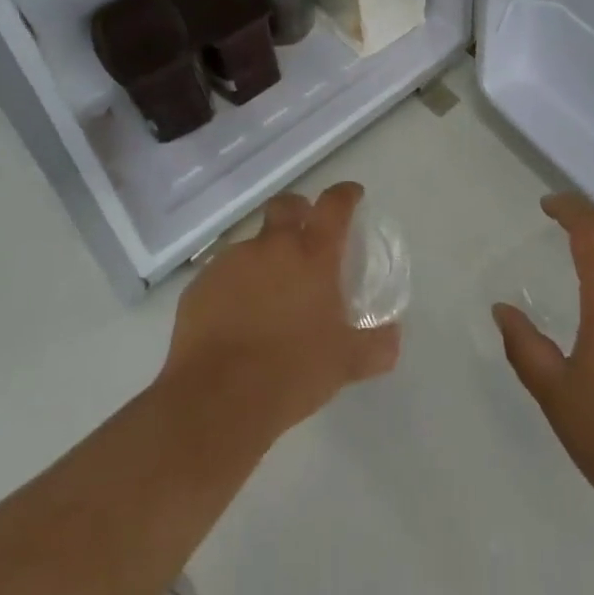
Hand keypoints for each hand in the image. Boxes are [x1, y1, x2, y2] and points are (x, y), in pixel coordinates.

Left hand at [156, 181, 400, 449]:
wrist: (216, 400)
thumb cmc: (291, 372)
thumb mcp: (345, 364)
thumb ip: (375, 346)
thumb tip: (393, 337)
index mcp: (313, 255)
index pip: (334, 205)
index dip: (345, 195)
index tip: (352, 196)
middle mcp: (273, 247)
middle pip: (286, 205)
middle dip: (298, 209)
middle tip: (305, 232)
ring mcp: (232, 262)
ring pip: (252, 242)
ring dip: (264, 256)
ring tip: (268, 293)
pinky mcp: (200, 284)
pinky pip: (223, 273)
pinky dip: (234, 285)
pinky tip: (236, 318)